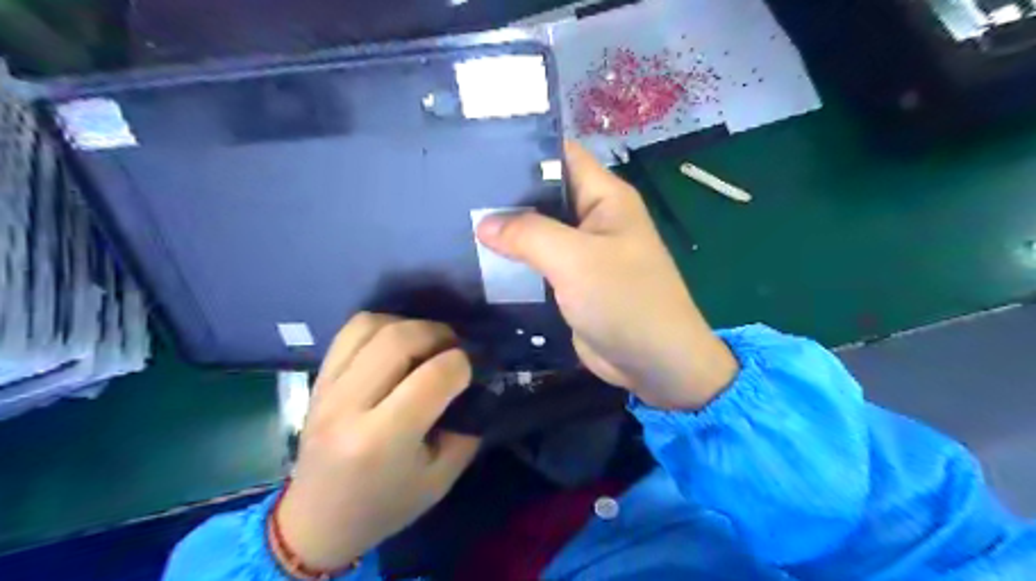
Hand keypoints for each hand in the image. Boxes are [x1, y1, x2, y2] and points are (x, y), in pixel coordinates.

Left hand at [277, 315, 483, 569]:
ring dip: (409, 325)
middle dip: (439, 334)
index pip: (433, 377)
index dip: (462, 365)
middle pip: (400, 340)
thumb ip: (466, 430)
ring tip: (425, 343)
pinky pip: (350, 331)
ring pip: (372, 326)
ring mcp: (328, 388)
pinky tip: (396, 343)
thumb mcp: (440, 479)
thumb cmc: (385, 505)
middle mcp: (350, 406)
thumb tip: (479, 385)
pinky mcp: (319, 378)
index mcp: (382, 440)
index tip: (471, 371)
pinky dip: (381, 326)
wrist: (317, 520)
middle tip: (454, 348)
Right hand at [476, 142, 735, 410]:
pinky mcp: (570, 282)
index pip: (560, 156)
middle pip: (543, 194)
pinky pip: (537, 264)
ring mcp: (581, 253)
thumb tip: (484, 223)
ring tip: (455, 222)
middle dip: (505, 194)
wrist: (653, 364)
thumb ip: (528, 234)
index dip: (522, 150)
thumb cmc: (625, 301)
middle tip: (456, 192)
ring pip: (537, 232)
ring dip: (506, 232)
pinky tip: (476, 260)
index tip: (476, 153)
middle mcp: (593, 219)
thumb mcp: (575, 259)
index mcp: (605, 197)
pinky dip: (513, 263)